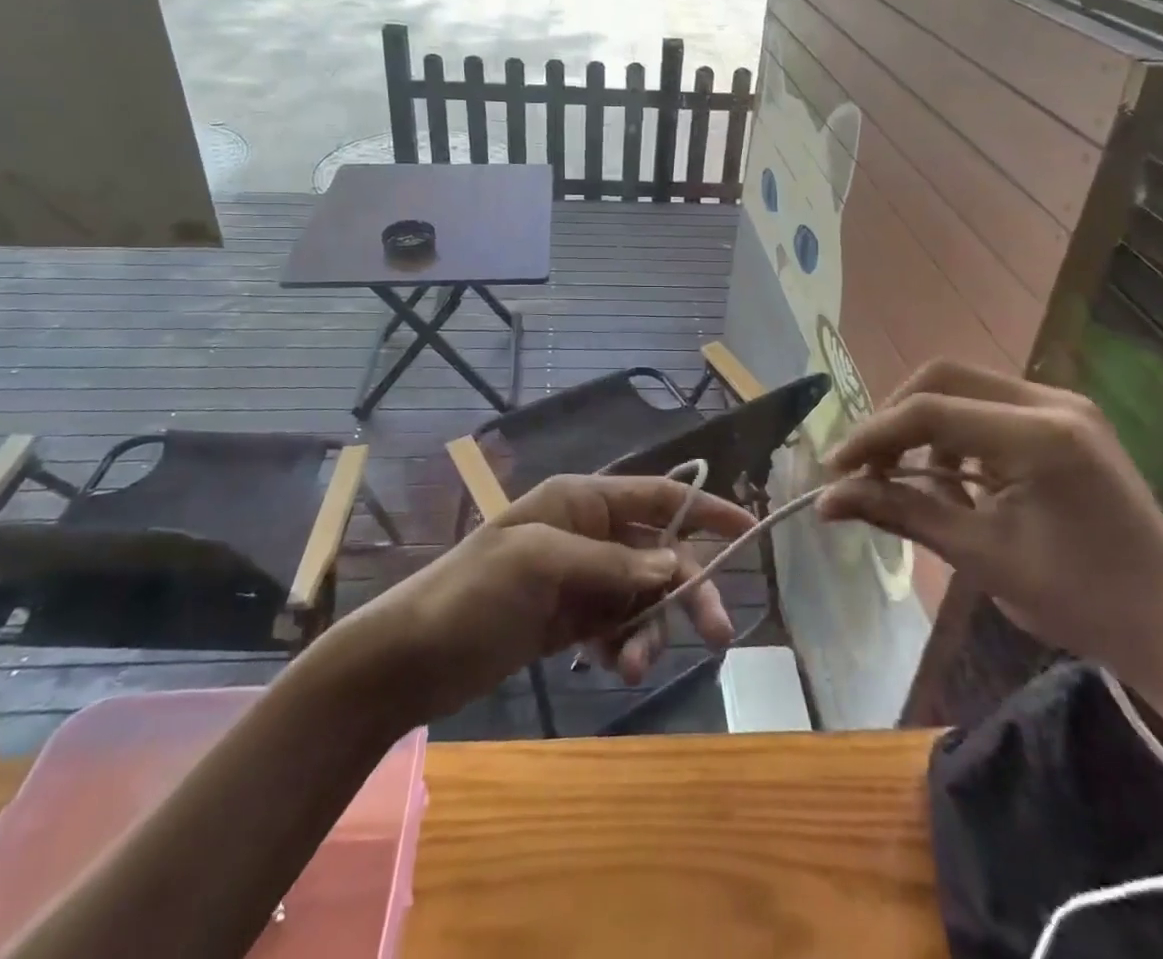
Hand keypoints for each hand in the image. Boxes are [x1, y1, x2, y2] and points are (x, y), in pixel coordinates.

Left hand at [369, 474, 754, 723]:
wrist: (412, 656)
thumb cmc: (473, 592)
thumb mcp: (541, 563)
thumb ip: (612, 562)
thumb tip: (675, 564)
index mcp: (582, 501)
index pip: (659, 494)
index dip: (706, 508)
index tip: (750, 530)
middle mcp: (588, 533)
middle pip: (659, 554)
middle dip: (688, 590)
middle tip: (717, 634)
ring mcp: (580, 579)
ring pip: (643, 597)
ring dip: (649, 631)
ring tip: (631, 669)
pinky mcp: (571, 621)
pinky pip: (619, 628)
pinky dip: (624, 647)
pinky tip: (611, 667)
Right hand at [816, 360, 1162, 693]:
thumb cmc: (1082, 602)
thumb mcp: (981, 556)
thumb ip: (900, 513)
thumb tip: (825, 503)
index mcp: (1039, 435)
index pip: (929, 411)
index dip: (872, 436)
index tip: (835, 470)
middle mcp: (1052, 402)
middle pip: (942, 378)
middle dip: (893, 418)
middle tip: (865, 465)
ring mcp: (1064, 406)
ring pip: (963, 387)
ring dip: (923, 424)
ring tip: (905, 478)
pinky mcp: (1067, 420)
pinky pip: (989, 406)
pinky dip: (955, 434)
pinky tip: (952, 479)